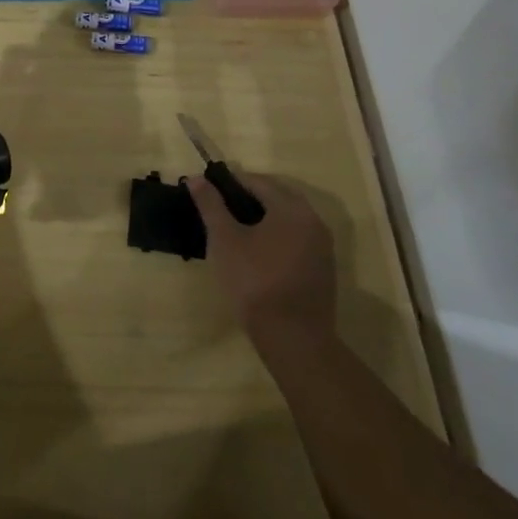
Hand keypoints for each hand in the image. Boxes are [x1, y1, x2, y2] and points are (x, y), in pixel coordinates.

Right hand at [188, 172, 337, 348]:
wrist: (294, 341)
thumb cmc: (254, 282)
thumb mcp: (224, 240)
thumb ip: (210, 205)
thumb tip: (194, 177)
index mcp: (292, 208)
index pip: (258, 181)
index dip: (230, 182)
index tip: (208, 190)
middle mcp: (313, 221)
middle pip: (277, 197)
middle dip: (249, 197)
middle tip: (220, 209)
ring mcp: (322, 247)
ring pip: (288, 219)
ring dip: (264, 217)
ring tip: (235, 230)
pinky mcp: (323, 269)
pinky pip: (297, 239)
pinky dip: (277, 236)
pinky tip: (257, 252)